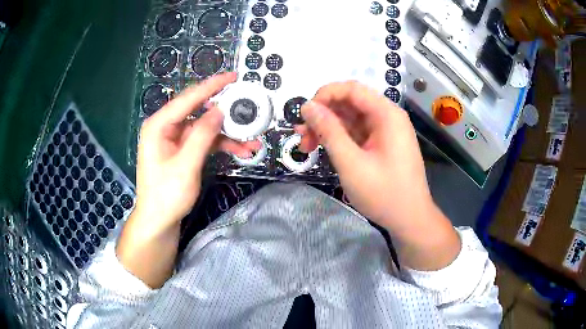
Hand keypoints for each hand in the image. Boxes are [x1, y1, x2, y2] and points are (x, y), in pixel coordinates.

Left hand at [133, 72, 258, 233]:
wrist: (159, 221)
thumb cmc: (166, 196)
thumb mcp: (185, 165)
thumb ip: (202, 135)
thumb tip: (220, 110)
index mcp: (159, 125)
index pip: (188, 98)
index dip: (212, 86)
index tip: (233, 76)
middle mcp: (166, 127)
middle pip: (199, 111)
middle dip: (225, 114)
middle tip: (249, 110)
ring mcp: (175, 139)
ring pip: (206, 128)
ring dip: (228, 134)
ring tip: (252, 142)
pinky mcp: (183, 150)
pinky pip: (205, 141)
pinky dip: (222, 145)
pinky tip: (241, 151)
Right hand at [297, 81, 459, 269]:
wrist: (410, 220)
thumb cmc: (384, 194)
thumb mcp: (351, 163)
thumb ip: (329, 131)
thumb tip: (307, 106)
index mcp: (387, 114)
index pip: (351, 89)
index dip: (325, 95)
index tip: (304, 114)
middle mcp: (387, 117)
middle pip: (350, 103)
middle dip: (323, 115)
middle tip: (301, 136)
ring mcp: (385, 132)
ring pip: (351, 119)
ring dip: (328, 129)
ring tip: (307, 146)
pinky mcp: (382, 145)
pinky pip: (357, 133)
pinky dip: (339, 139)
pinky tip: (324, 149)